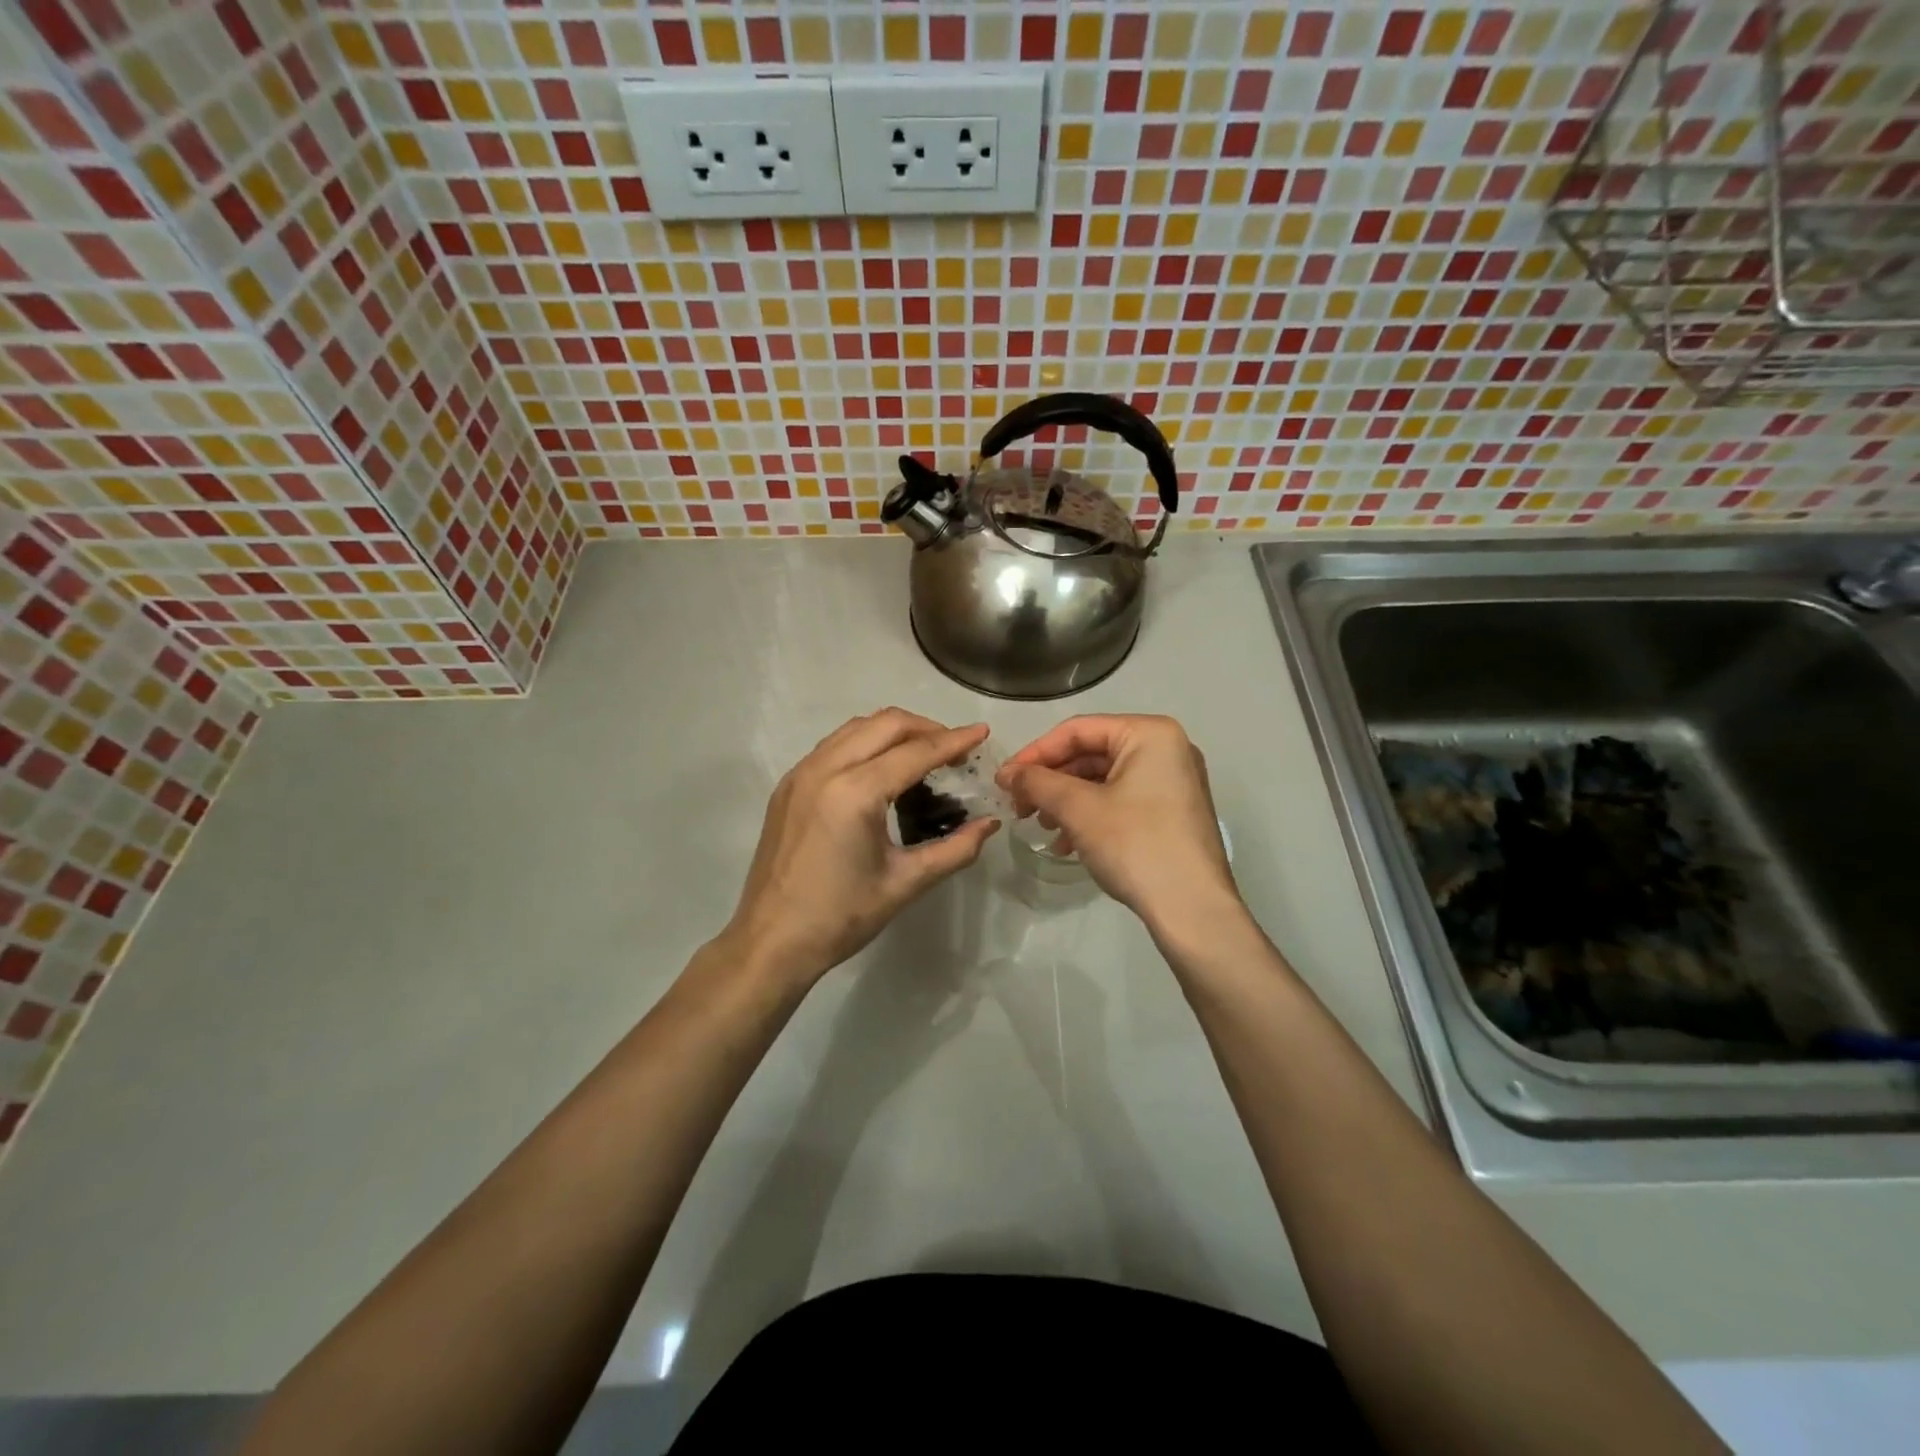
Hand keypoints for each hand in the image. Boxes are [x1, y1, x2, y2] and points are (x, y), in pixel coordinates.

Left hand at [722, 709, 998, 988]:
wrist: (772, 941)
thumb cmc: (841, 917)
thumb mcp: (905, 883)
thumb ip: (954, 849)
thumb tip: (990, 824)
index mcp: (855, 793)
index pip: (915, 752)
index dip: (954, 741)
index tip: (982, 732)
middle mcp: (825, 769)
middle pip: (885, 724)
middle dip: (926, 728)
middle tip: (955, 749)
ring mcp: (801, 773)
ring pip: (856, 728)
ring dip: (894, 731)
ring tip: (923, 754)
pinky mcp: (788, 785)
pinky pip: (834, 745)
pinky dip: (865, 743)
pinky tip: (881, 768)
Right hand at [999, 715, 1238, 934]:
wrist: (1192, 909)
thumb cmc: (1135, 845)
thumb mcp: (1078, 809)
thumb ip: (1038, 782)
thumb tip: (1008, 774)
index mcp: (1150, 733)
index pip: (1078, 730)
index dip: (1035, 753)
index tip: (1003, 780)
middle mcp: (1167, 749)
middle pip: (1091, 754)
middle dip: (1051, 781)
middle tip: (1018, 806)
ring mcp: (1173, 782)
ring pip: (1103, 780)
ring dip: (1066, 801)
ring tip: (1042, 827)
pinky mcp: (1172, 813)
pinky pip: (1121, 800)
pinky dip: (1090, 816)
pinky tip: (1067, 843)